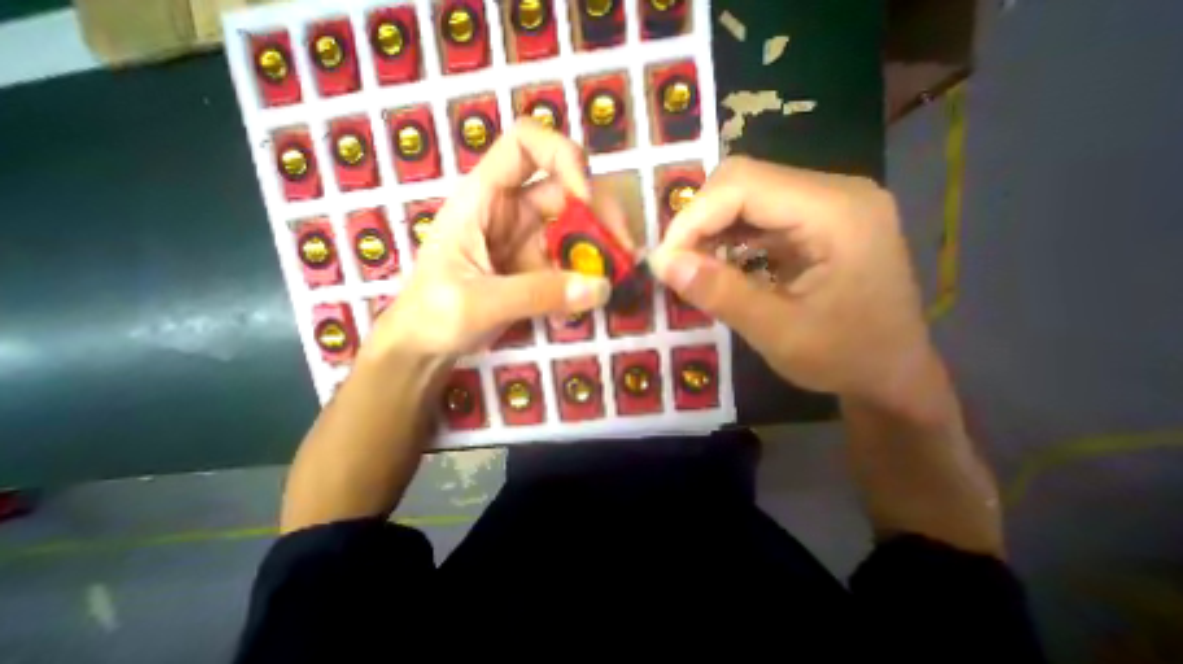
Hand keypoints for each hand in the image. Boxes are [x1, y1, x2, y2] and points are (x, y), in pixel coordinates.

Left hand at [365, 119, 628, 356]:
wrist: (424, 346)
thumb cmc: (432, 315)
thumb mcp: (479, 302)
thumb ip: (538, 294)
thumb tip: (601, 287)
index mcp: (484, 199)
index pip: (525, 146)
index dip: (563, 157)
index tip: (586, 200)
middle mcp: (511, 212)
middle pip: (567, 191)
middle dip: (601, 217)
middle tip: (625, 253)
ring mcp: (527, 242)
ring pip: (576, 230)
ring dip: (600, 252)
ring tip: (617, 280)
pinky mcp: (537, 269)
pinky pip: (571, 264)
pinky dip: (586, 279)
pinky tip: (588, 301)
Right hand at [645, 158, 932, 400]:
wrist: (891, 373)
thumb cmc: (845, 358)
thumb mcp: (777, 333)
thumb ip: (720, 294)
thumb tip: (662, 264)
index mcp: (837, 211)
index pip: (743, 185)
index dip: (693, 218)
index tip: (665, 262)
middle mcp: (834, 192)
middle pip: (742, 180)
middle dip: (698, 220)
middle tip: (677, 265)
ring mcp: (825, 204)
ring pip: (744, 194)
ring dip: (708, 228)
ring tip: (693, 267)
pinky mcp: (814, 221)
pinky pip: (755, 214)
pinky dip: (726, 236)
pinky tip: (718, 264)